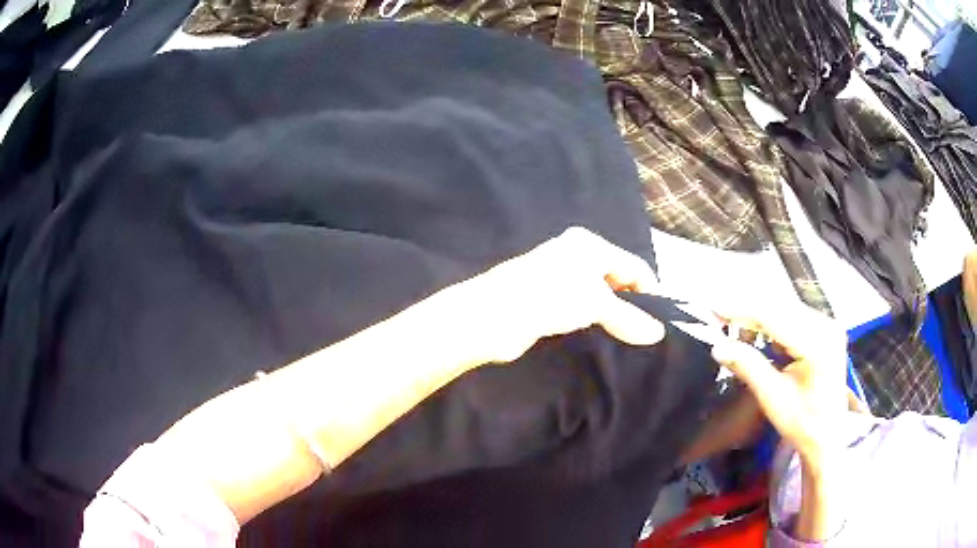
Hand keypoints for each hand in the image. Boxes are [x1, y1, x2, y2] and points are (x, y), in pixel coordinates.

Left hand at [458, 227, 664, 363]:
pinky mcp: (547, 299)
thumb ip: (628, 317)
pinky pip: (581, 308)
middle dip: (631, 304)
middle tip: (646, 333)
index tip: (662, 322)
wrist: (491, 316)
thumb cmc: (549, 297)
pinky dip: (593, 321)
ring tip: (628, 339)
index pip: (633, 266)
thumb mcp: (595, 303)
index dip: (650, 292)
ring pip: (598, 296)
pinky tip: (601, 338)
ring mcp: (559, 277)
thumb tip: (658, 333)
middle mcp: (575, 255)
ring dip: (612, 315)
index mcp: (589, 245)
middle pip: (616, 279)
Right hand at [707, 301, 849, 467]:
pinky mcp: (825, 331)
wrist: (828, 437)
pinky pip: (793, 319)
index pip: (774, 317)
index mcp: (817, 343)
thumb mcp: (773, 397)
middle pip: (780, 308)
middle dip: (748, 313)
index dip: (741, 311)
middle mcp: (826, 326)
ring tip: (737, 332)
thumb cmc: (802, 423)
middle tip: (720, 320)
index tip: (713, 308)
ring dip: (759, 319)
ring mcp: (827, 326)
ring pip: (785, 310)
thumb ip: (748, 366)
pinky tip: (760, 337)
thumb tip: (718, 347)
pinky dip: (773, 325)